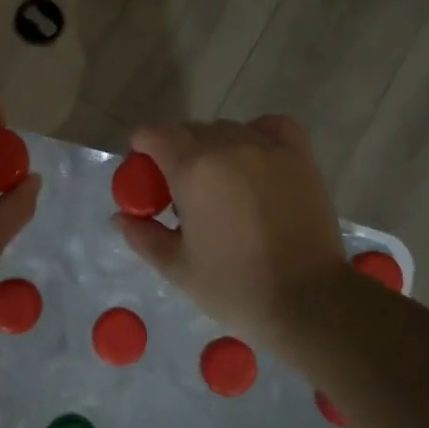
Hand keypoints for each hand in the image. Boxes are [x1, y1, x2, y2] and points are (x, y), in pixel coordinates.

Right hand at [115, 115, 347, 341]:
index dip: (142, 152)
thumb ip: (143, 236)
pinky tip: (255, 159)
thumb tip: (120, 216)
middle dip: (176, 155)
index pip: (152, 133)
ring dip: (214, 149)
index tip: (146, 180)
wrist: (308, 300)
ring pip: (227, 129)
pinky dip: (258, 134)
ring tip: (223, 187)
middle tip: (182, 196)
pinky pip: (271, 127)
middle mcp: (228, 145)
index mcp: (192, 169)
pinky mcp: (299, 156)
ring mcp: (267, 147)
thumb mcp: (178, 268)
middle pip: (189, 131)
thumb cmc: (235, 287)